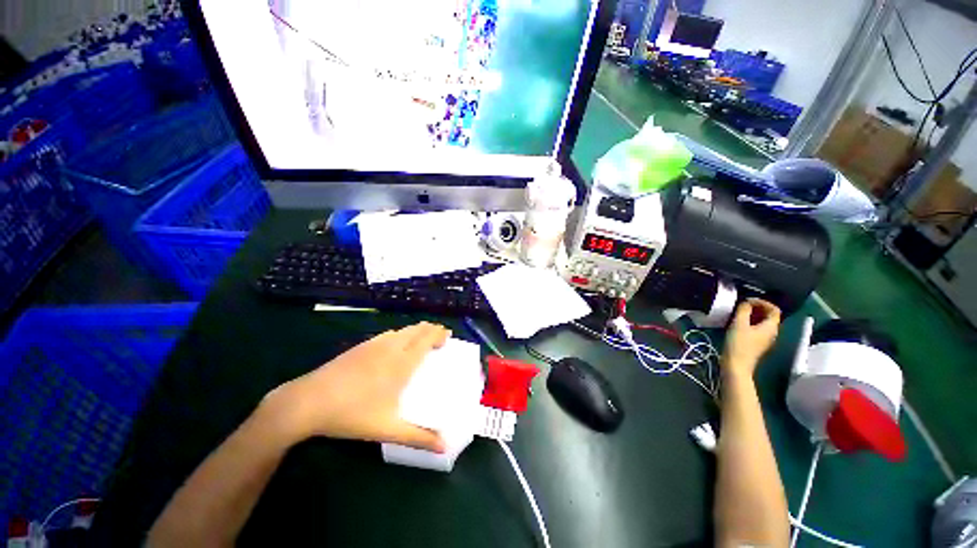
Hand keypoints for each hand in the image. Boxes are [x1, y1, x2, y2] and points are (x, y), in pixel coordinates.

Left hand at [261, 322, 449, 452]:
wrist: (307, 401)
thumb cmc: (352, 414)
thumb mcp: (387, 429)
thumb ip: (418, 437)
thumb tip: (444, 447)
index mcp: (402, 362)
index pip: (427, 339)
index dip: (439, 334)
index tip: (448, 336)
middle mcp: (391, 347)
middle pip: (416, 330)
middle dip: (430, 330)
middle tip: (439, 338)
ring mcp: (374, 345)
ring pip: (402, 330)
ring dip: (416, 331)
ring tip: (421, 341)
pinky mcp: (359, 347)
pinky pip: (387, 334)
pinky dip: (400, 335)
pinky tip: (394, 346)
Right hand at [722, 299, 780, 378]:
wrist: (736, 365)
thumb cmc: (738, 344)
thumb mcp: (739, 324)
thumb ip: (744, 310)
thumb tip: (746, 303)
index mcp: (771, 327)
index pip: (774, 309)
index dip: (762, 302)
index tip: (748, 300)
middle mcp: (772, 332)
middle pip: (770, 316)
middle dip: (757, 308)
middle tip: (742, 305)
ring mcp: (765, 339)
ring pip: (763, 322)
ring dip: (753, 315)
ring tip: (738, 313)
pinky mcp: (757, 344)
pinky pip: (757, 329)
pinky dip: (750, 323)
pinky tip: (738, 324)